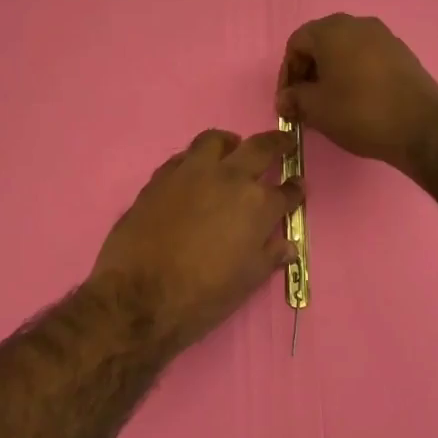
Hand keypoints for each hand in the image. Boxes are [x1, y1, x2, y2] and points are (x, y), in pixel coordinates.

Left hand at [91, 129, 300, 351]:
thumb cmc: (203, 295)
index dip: (295, 190)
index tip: (297, 186)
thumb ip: (270, 255)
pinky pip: (182, 157)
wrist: (140, 296)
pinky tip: (193, 174)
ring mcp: (191, 173)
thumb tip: (288, 244)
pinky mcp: (160, 177)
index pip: (286, 191)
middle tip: (282, 143)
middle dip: (276, 144)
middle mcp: (229, 178)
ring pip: (215, 141)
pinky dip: (194, 160)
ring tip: (232, 151)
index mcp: (257, 205)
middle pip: (259, 148)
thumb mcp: (247, 280)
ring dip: (230, 144)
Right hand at [275, 14, 437, 169]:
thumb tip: (286, 99)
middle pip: (321, 43)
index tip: (287, 101)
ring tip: (328, 104)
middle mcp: (359, 24)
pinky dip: (354, 75)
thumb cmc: (359, 112)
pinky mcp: (403, 54)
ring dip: (331, 74)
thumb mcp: (316, 109)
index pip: (296, 44)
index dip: (287, 73)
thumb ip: (294, 99)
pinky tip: (355, 101)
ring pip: (345, 51)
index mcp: (332, 30)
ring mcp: (384, 37)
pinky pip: (367, 59)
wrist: (421, 128)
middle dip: (308, 72)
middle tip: (304, 102)